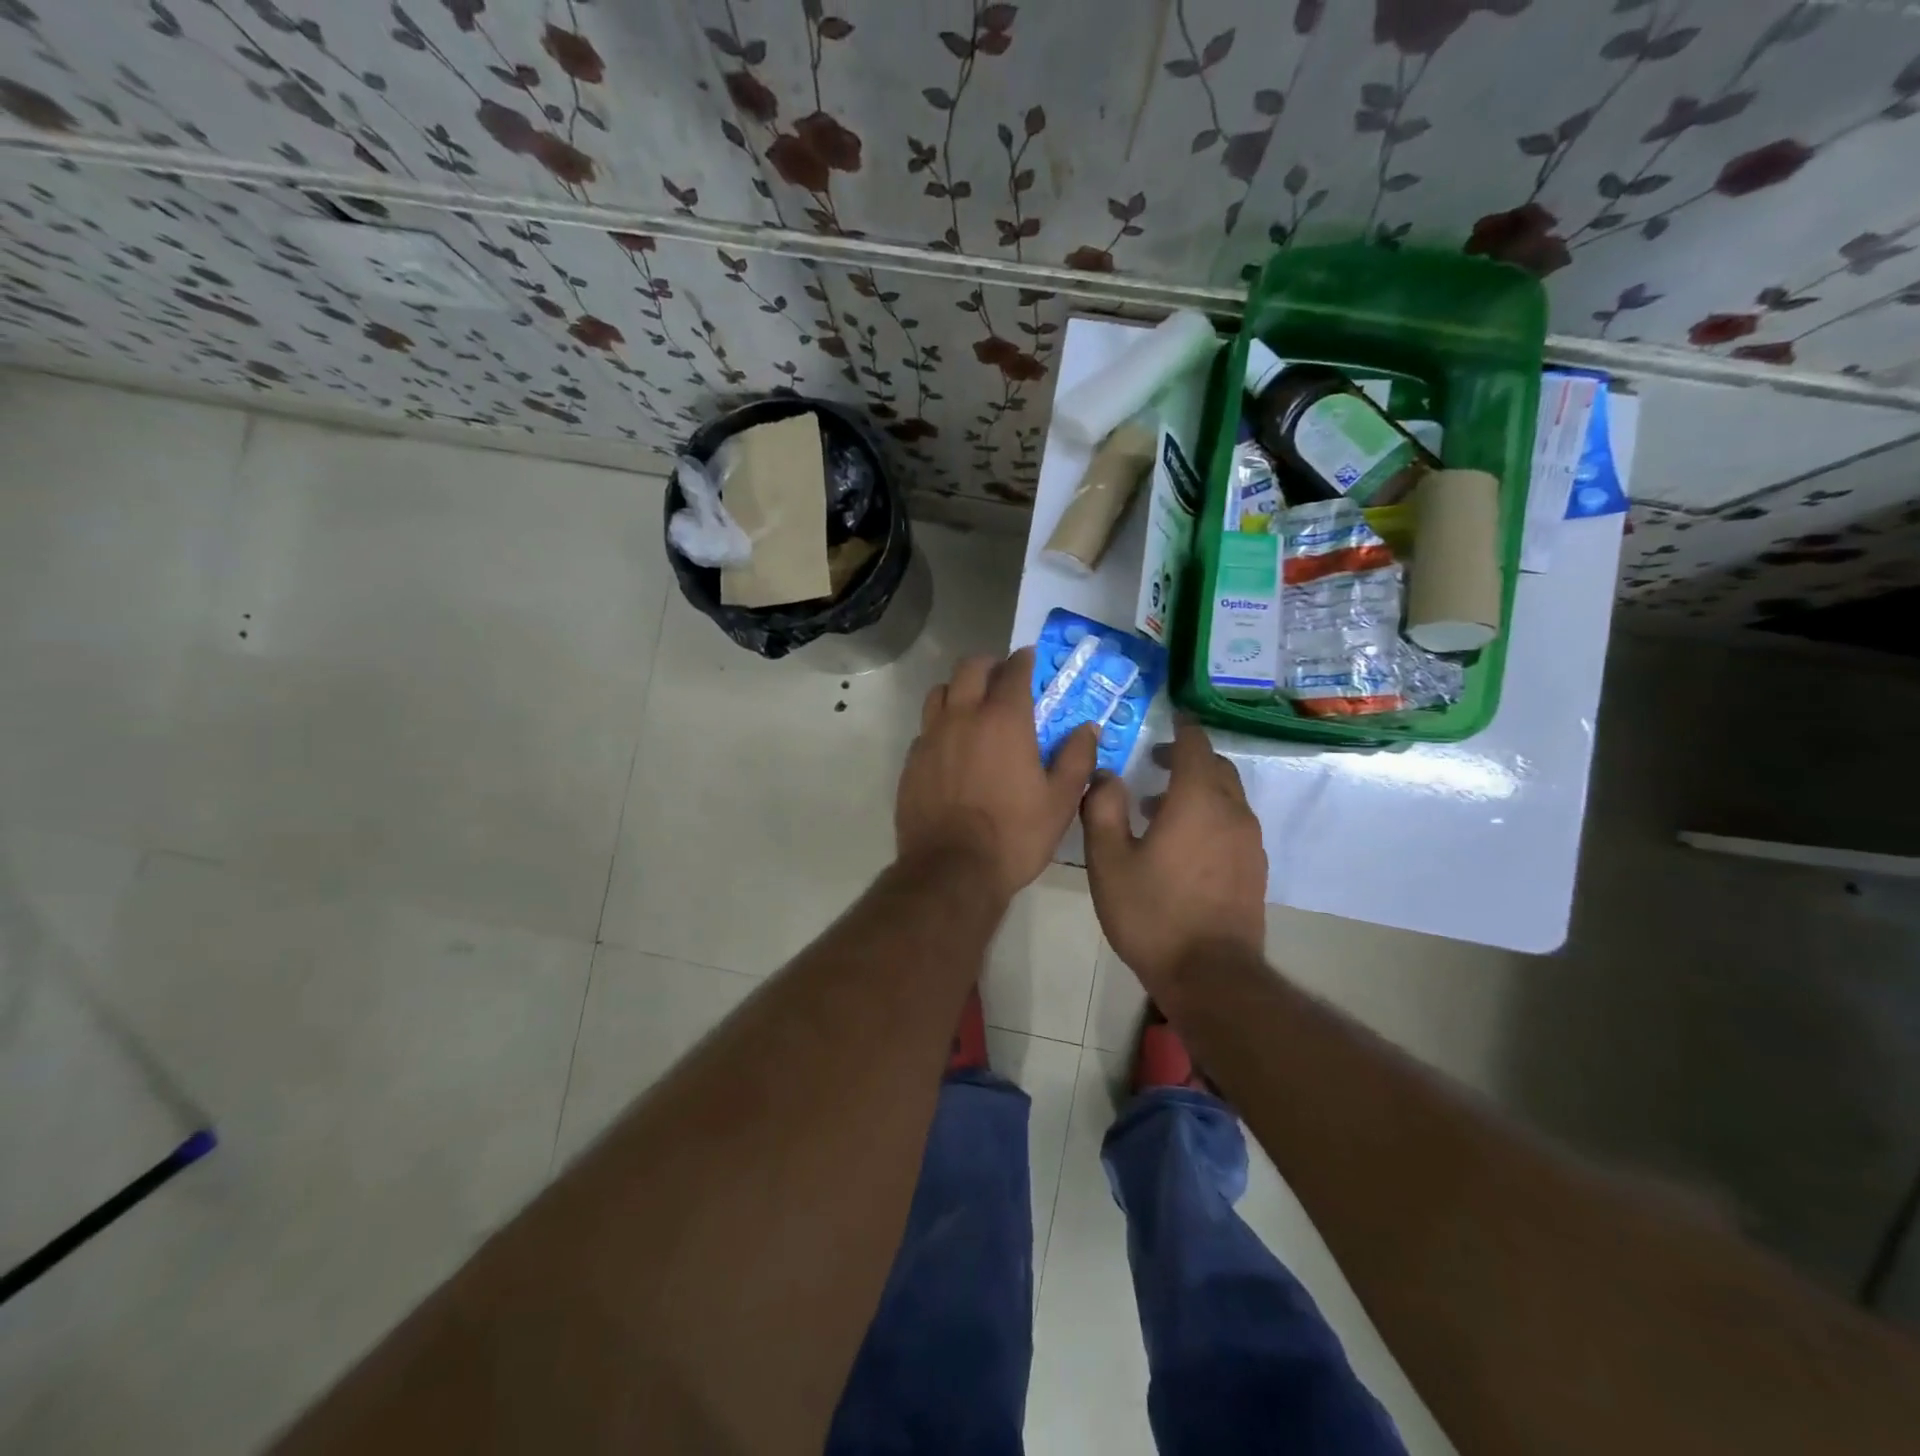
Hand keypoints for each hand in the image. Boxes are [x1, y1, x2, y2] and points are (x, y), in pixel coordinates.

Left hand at [897, 648, 1096, 901]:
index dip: (1023, 660)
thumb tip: (1088, 728)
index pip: (1014, 671)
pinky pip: (925, 727)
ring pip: (940, 692)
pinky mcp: (912, 761)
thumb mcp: (1061, 800)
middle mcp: (963, 717)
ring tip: (972, 705)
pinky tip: (951, 745)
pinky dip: (940, 724)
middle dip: (988, 665)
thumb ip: (1077, 758)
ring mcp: (931, 737)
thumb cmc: (1015, 834)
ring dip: (959, 689)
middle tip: (1001, 677)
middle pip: (969, 668)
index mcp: (1004, 720)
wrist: (952, 870)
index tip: (1029, 658)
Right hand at [1081, 716, 1266, 989]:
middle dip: (1188, 757)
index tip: (1169, 717)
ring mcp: (1249, 842)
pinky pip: (1234, 823)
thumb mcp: (1108, 861)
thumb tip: (1106, 775)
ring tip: (1159, 808)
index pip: (1195, 745)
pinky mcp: (1254, 868)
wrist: (1210, 975)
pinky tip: (1184, 843)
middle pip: (1216, 767)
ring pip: (1227, 796)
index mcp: (1196, 800)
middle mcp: (1231, 812)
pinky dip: (1211, 814)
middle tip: (1154, 764)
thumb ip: (1102, 809)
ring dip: (1197, 789)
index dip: (1182, 727)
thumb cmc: (1153, 913)